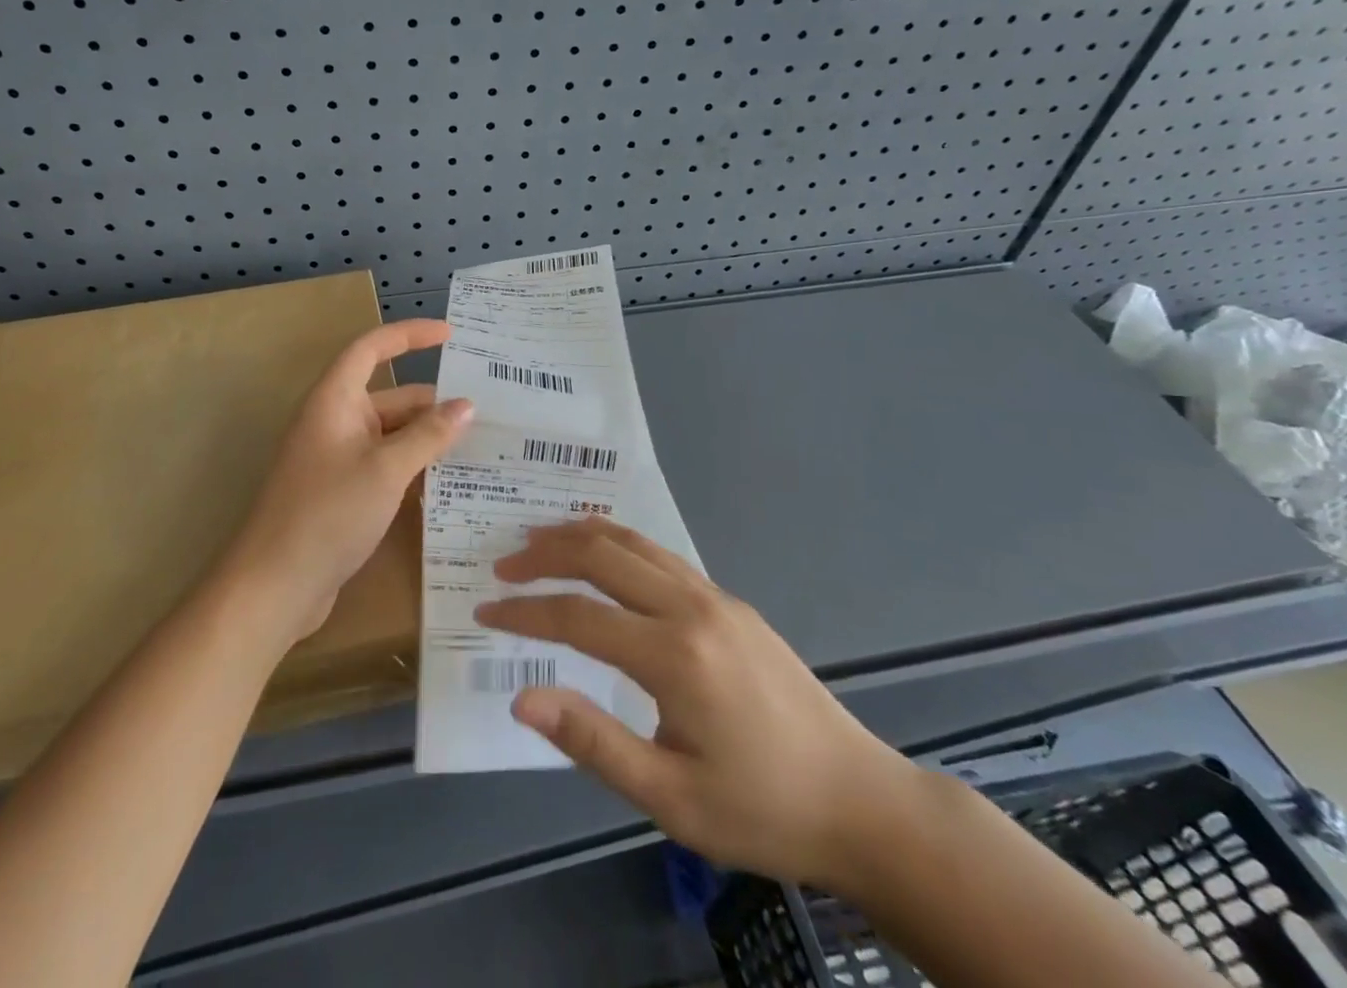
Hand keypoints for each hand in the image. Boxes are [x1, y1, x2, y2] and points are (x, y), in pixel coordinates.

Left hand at [222, 319, 471, 641]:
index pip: (372, 349)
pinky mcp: (342, 492)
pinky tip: (448, 484)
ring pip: (390, 435)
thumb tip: (466, 405)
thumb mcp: (386, 469)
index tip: (450, 335)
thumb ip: (428, 435)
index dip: (409, 335)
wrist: (275, 585)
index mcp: (335, 401)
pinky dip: (413, 468)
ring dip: (426, 439)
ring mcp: (337, 459)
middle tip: (485, 412)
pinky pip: (384, 465)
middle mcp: (334, 422)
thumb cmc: (328, 513)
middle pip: (389, 397)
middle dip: (432, 403)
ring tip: (479, 447)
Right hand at [474, 519, 919, 889]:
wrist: (860, 802)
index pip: (577, 616)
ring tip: (538, 541)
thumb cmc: (761, 810)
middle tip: (504, 565)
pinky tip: (602, 556)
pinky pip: (660, 555)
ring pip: (633, 542)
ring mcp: (715, 597)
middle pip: (602, 555)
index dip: (525, 612)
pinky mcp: (730, 601)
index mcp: (674, 655)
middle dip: (544, 554)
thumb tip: (522, 697)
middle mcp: (691, 607)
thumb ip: (592, 741)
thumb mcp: (671, 799)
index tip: (486, 611)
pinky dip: (617, 543)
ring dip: (580, 536)